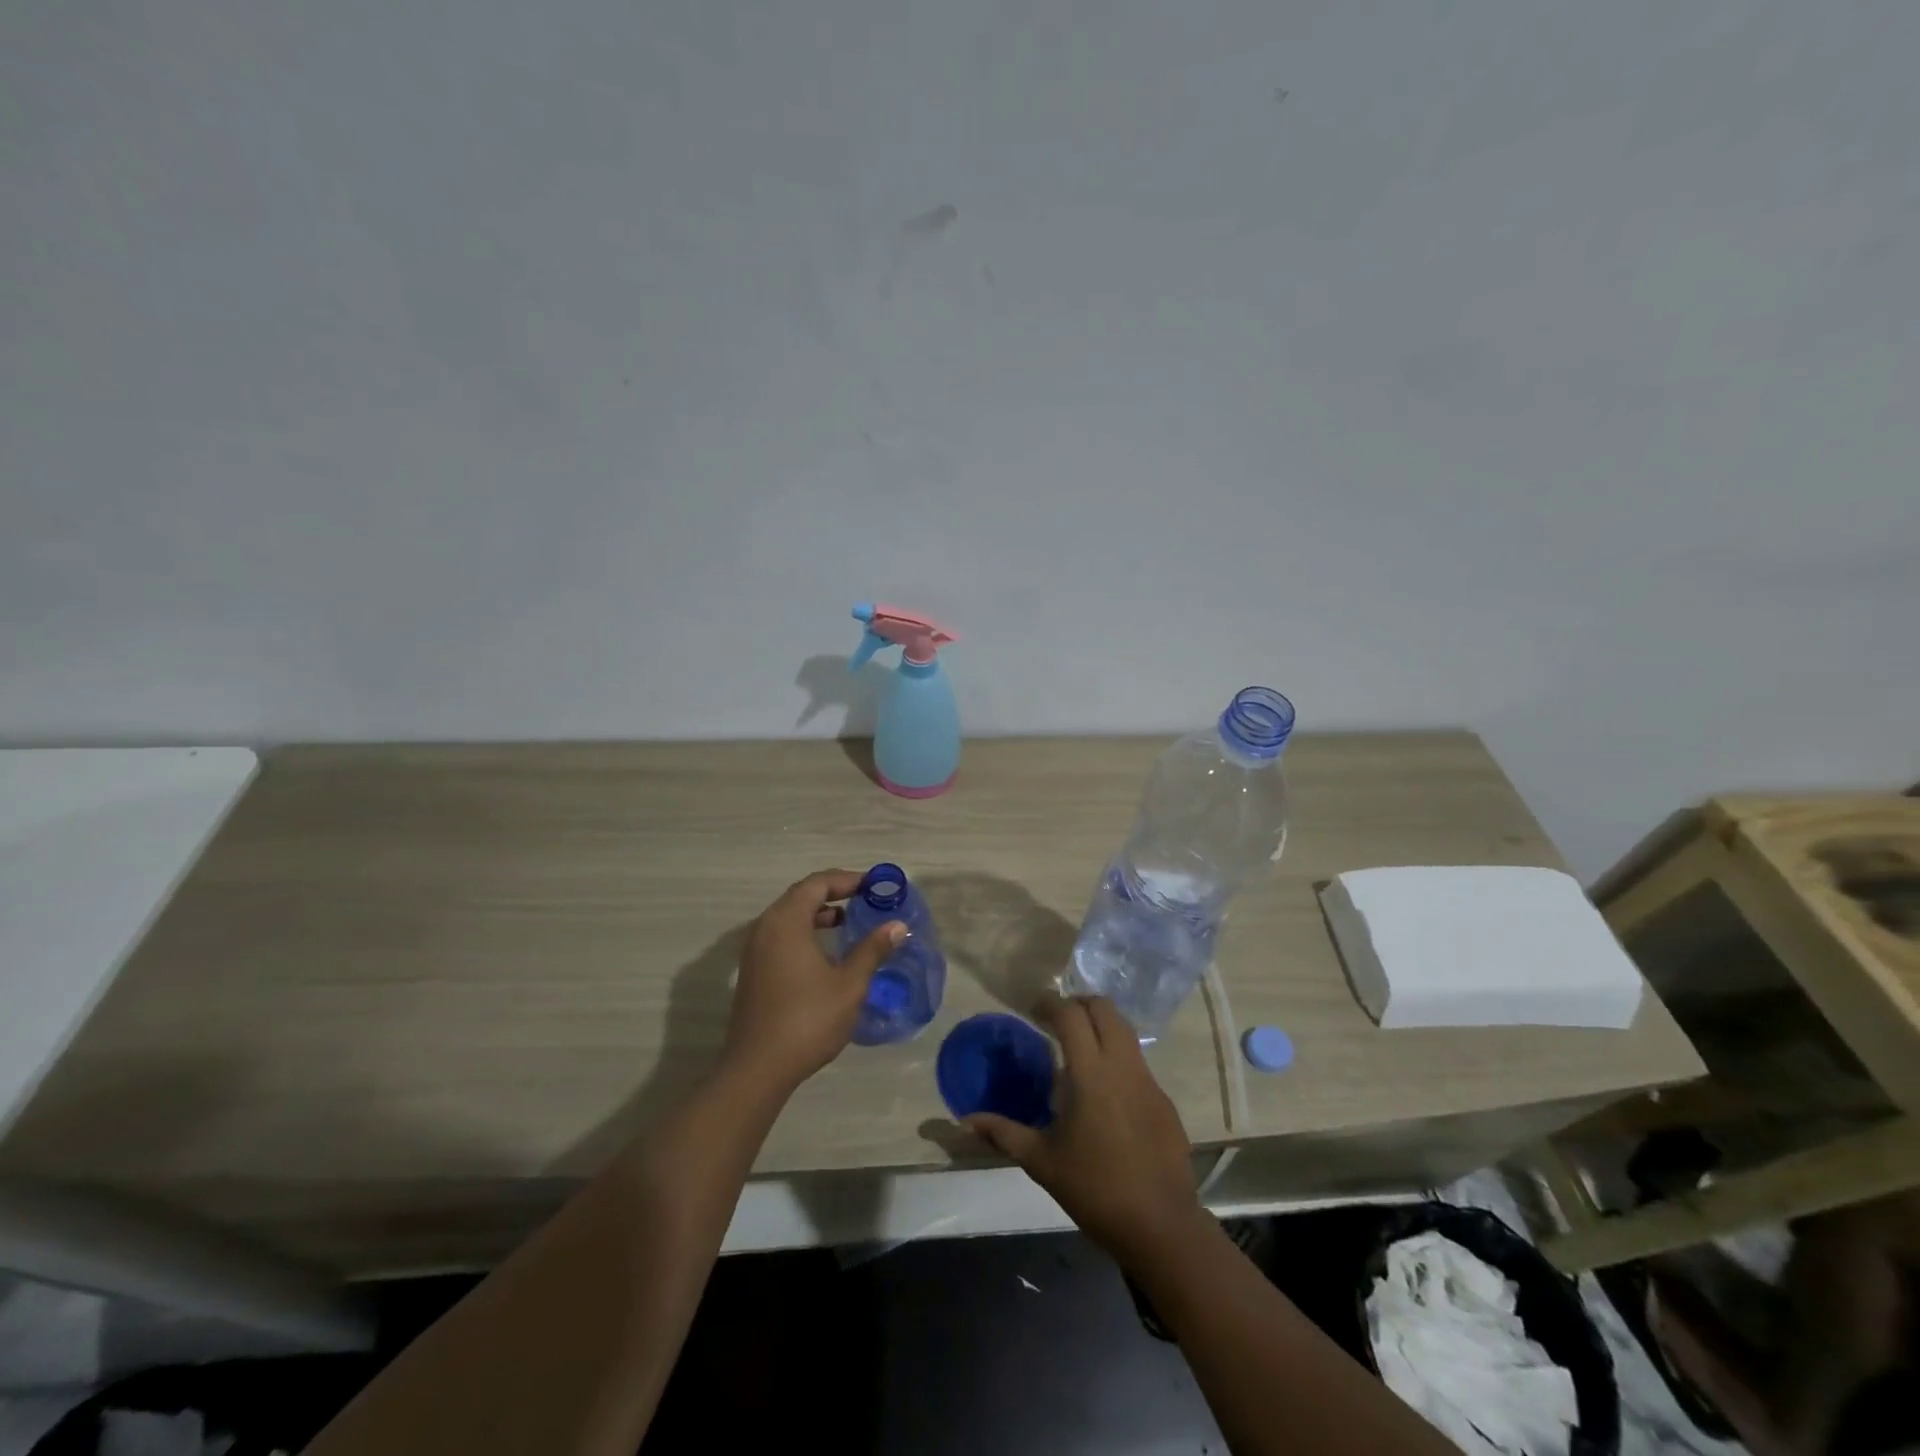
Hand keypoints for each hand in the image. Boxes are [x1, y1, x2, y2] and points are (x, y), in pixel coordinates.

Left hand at [723, 869, 905, 1095]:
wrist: (758, 1068)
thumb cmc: (807, 1019)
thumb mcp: (849, 984)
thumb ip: (872, 949)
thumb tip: (897, 926)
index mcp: (786, 922)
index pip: (818, 883)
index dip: (847, 880)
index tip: (874, 886)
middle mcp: (765, 927)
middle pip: (801, 895)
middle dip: (834, 893)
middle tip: (865, 900)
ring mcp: (754, 950)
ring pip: (788, 916)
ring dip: (818, 913)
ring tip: (848, 923)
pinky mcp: (752, 970)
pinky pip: (780, 935)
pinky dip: (804, 931)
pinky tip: (825, 953)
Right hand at [965, 996, 1202, 1265]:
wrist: (1161, 1226)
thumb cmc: (1095, 1189)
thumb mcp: (1042, 1162)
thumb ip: (1004, 1133)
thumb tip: (968, 1120)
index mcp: (1090, 1073)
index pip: (1071, 1015)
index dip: (1051, 1003)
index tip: (1034, 1007)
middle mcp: (1122, 1065)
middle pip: (1105, 1009)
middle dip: (1080, 1003)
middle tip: (1057, 1019)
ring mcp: (1148, 1081)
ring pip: (1126, 1032)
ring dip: (1101, 1026)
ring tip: (1079, 1048)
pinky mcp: (1164, 1100)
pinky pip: (1138, 1063)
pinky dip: (1118, 1058)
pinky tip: (1105, 1091)